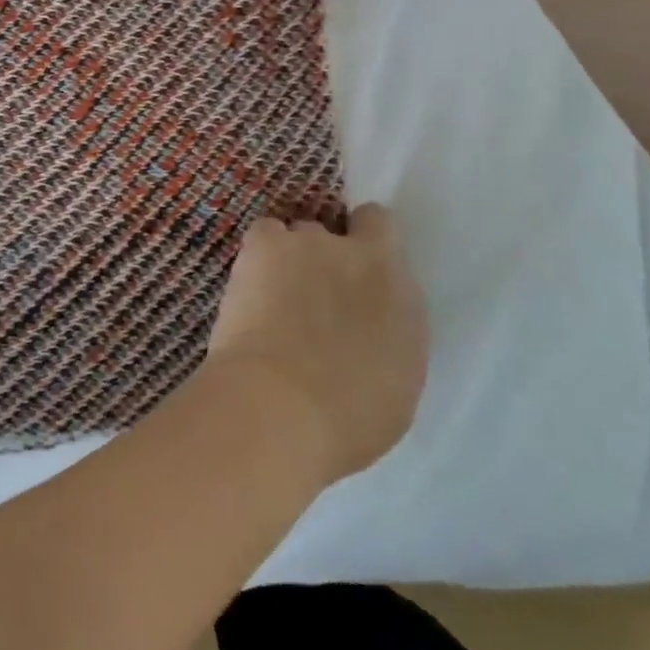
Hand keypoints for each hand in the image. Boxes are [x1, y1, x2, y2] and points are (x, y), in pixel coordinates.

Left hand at [206, 204, 426, 482]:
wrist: (281, 406)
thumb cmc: (347, 417)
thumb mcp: (394, 380)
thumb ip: (384, 335)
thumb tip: (365, 328)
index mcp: (399, 290)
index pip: (384, 231)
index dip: (367, 243)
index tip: (354, 272)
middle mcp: (358, 255)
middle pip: (337, 236)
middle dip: (326, 259)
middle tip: (309, 297)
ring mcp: (311, 241)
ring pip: (298, 235)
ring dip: (290, 259)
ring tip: (271, 298)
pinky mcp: (267, 243)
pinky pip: (265, 233)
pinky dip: (259, 254)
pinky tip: (251, 286)